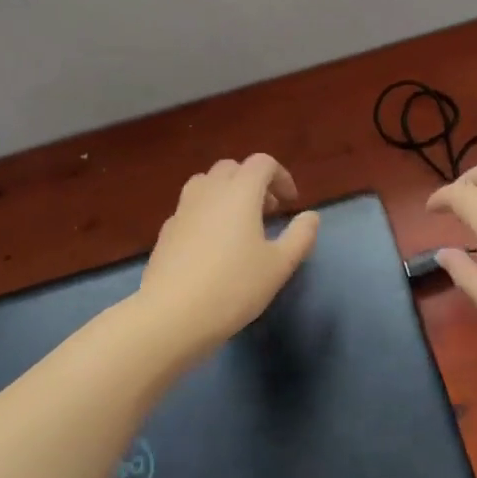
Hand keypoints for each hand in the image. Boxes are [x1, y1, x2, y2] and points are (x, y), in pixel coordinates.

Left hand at [139, 154, 320, 360]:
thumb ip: (301, 236)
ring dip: (227, 193)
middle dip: (253, 182)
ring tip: (239, 224)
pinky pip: (190, 207)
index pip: (262, 163)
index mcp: (240, 192)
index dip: (281, 176)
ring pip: (206, 183)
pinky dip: (207, 212)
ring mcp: (183, 209)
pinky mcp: (166, 231)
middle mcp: (209, 191)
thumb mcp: (280, 265)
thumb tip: (310, 216)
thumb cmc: (234, 286)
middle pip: (232, 168)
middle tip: (268, 211)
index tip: (291, 203)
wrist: (172, 315)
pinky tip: (213, 245)